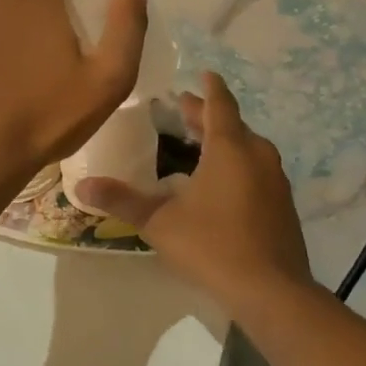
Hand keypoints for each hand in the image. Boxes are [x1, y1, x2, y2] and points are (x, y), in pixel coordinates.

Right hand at [81, 72, 312, 314]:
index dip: (209, 88)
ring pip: (249, 147)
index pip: (219, 104)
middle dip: (209, 115)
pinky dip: (239, 163)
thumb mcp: (160, 222)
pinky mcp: (283, 205)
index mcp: (229, 149)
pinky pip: (258, 169)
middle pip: (232, 124)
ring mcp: (275, 181)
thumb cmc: (213, 246)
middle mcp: (257, 156)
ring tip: (202, 143)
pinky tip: (223, 183)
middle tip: (185, 110)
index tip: (203, 73)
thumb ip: (122, 201)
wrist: (272, 292)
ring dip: (226, 139)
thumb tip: (82, 184)